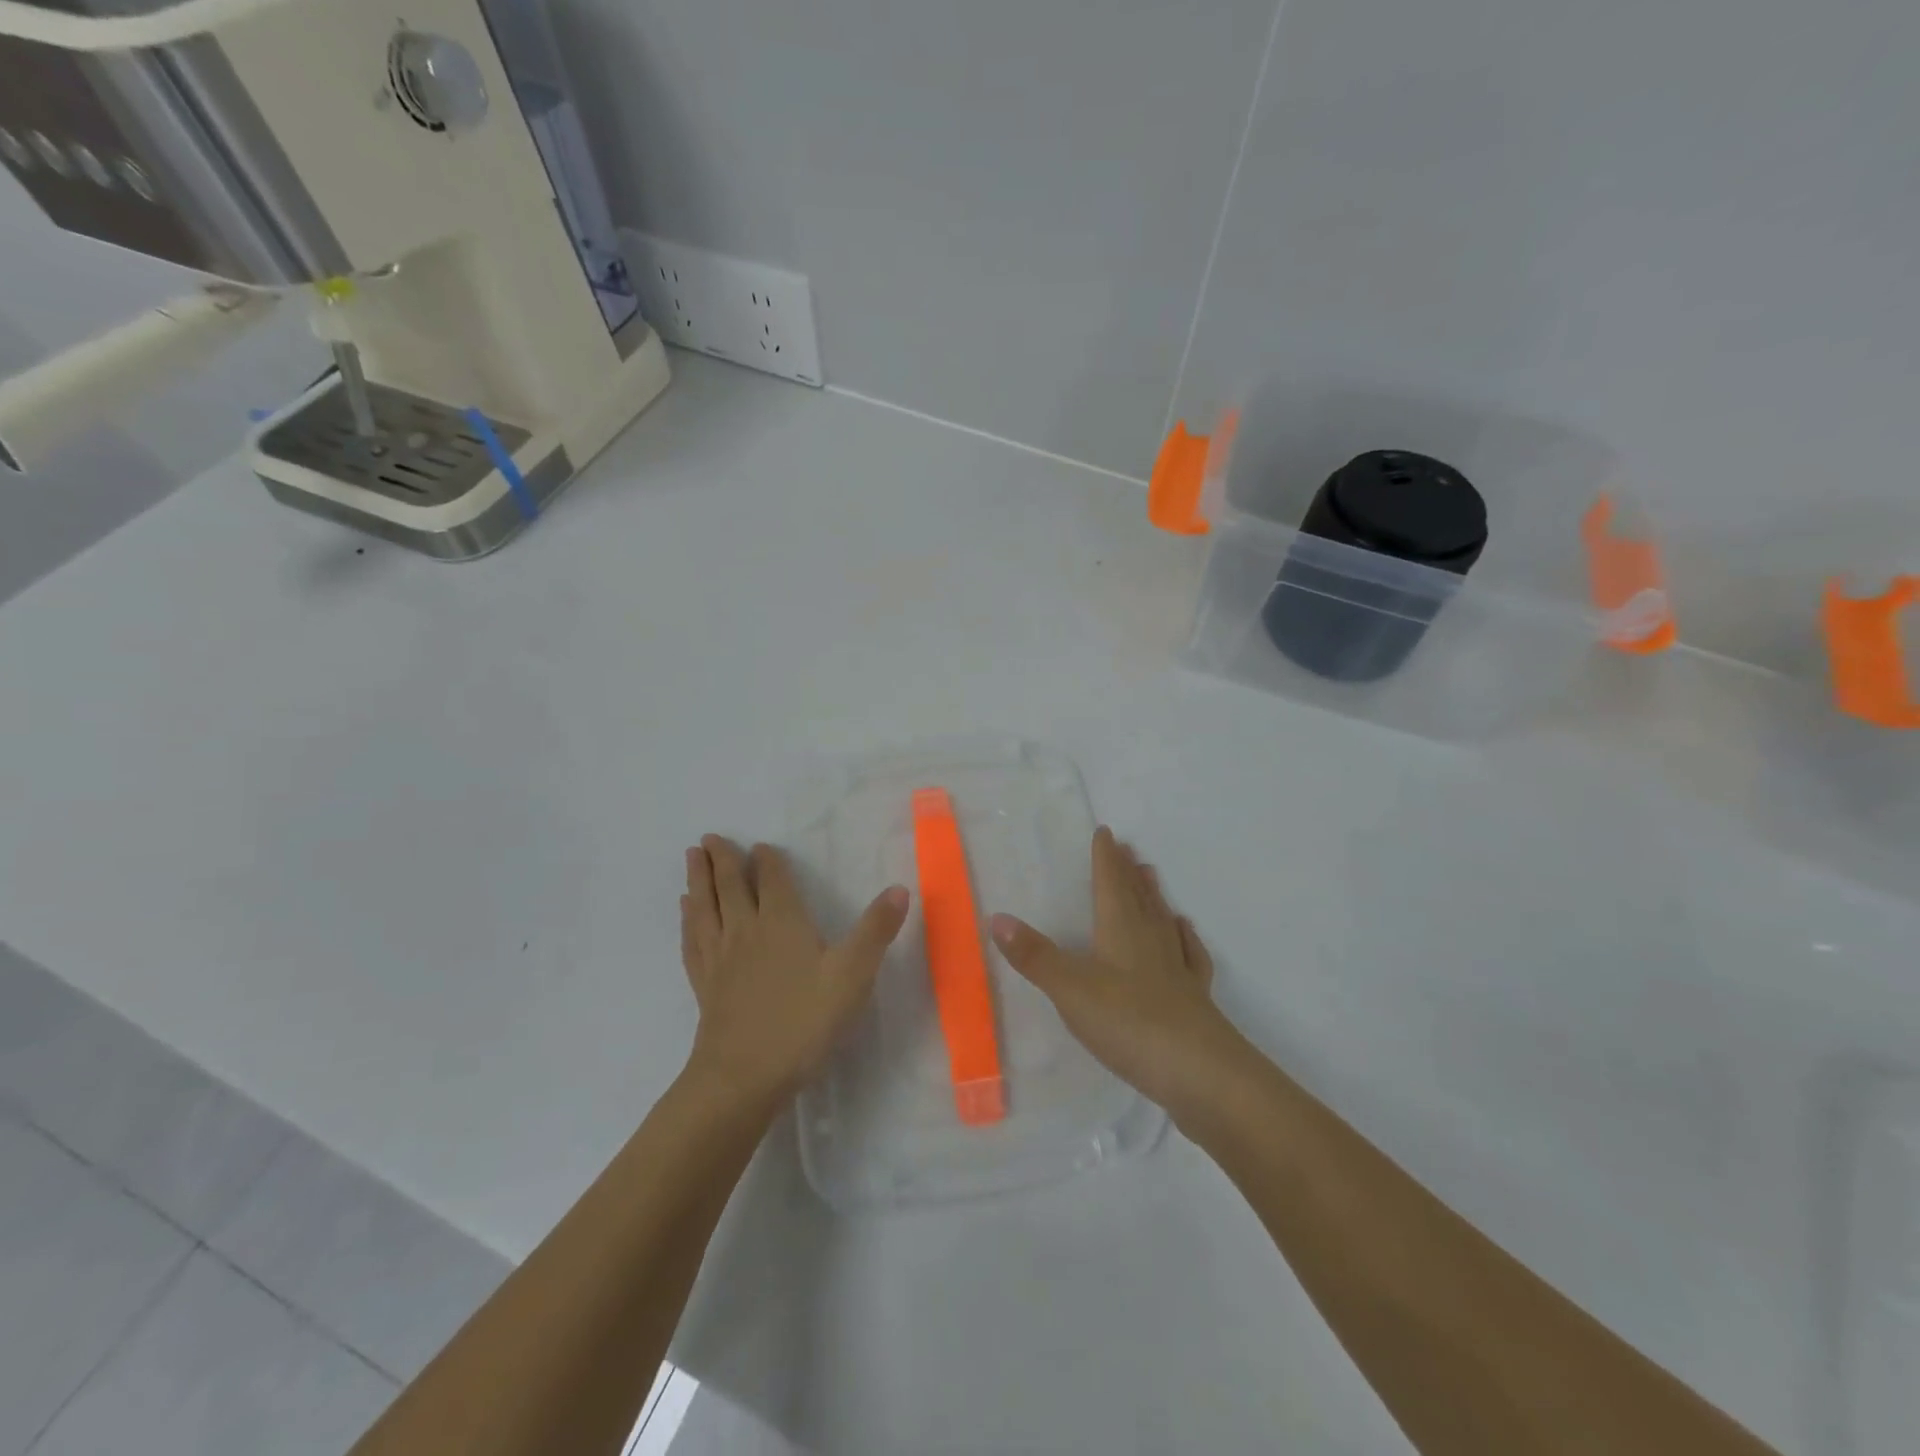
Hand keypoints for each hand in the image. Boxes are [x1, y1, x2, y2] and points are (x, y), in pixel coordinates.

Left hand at [680, 835, 909, 1107]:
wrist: (744, 1076)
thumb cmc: (803, 1021)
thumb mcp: (852, 974)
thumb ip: (876, 930)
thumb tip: (900, 888)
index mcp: (782, 922)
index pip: (773, 880)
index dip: (767, 861)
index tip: (760, 845)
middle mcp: (746, 930)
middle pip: (731, 886)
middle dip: (723, 860)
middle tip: (710, 837)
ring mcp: (720, 957)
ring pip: (706, 907)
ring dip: (699, 880)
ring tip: (692, 858)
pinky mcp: (704, 984)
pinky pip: (693, 940)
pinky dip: (688, 920)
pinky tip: (686, 913)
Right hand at [990, 828, 1244, 1123]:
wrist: (1201, 1074)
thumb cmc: (1129, 1024)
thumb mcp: (1070, 990)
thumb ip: (1035, 956)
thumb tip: (997, 918)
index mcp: (1121, 931)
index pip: (1110, 884)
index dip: (1106, 858)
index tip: (1106, 832)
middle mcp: (1151, 941)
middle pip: (1138, 897)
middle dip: (1128, 871)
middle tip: (1128, 848)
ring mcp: (1177, 969)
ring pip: (1163, 920)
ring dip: (1154, 896)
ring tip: (1151, 875)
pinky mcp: (1194, 998)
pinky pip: (1190, 955)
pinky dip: (1185, 938)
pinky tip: (1185, 932)